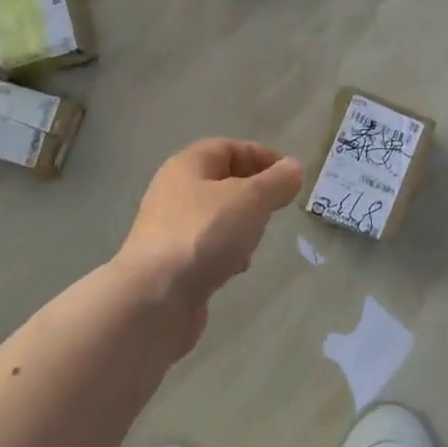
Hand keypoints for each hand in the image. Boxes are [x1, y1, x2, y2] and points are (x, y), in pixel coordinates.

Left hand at [114, 139, 304, 353]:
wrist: (155, 298)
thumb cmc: (204, 234)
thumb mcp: (250, 199)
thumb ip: (276, 181)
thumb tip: (293, 167)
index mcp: (187, 166)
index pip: (228, 148)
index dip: (261, 156)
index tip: (291, 175)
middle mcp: (174, 192)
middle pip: (221, 182)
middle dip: (253, 193)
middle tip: (277, 208)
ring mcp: (170, 230)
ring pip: (215, 217)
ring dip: (241, 225)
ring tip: (258, 239)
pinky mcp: (172, 264)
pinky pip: (207, 248)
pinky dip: (226, 253)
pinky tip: (237, 268)